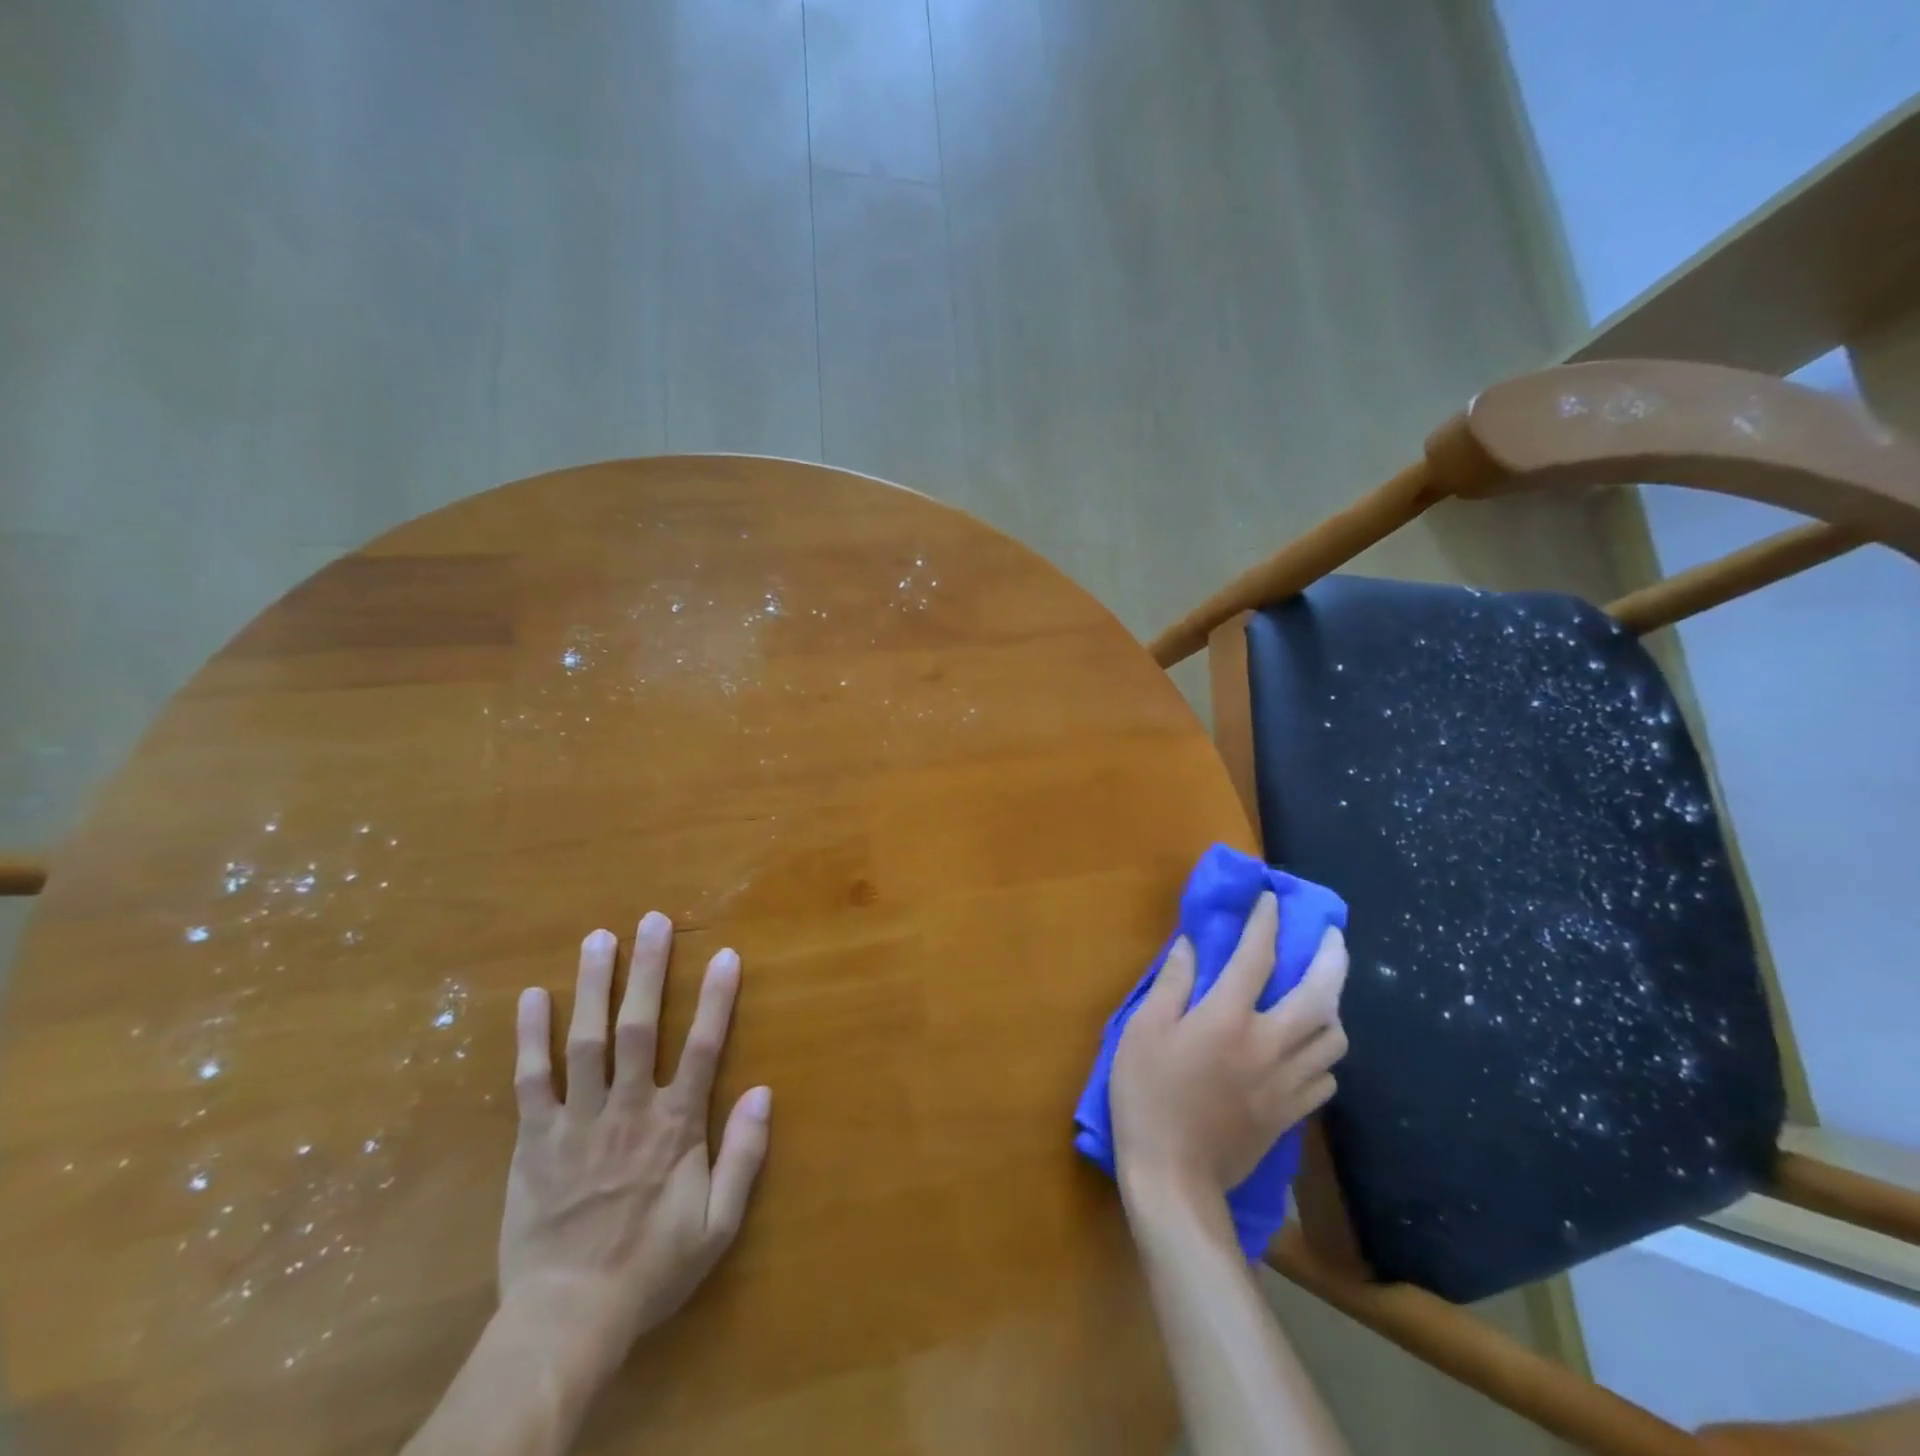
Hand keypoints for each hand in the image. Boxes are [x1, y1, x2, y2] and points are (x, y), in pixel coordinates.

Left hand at [499, 912, 771, 1380]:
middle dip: (647, 971)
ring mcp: (576, 1122)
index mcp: (674, 1127)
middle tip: (651, 920)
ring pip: (585, 1042)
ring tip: (598, 938)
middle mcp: (627, 1110)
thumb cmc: (651, 1267)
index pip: (702, 1048)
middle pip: (638, 1028)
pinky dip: (531, 1037)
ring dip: (593, 987)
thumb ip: (744, 1156)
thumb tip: (764, 1091)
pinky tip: (532, 997)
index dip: (715, 998)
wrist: (568, 1319)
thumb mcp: (717, 1224)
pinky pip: (531, 1080)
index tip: (724, 955)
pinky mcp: (534, 1140)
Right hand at [1110, 892, 1347, 1208]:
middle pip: (1320, 996)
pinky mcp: (1291, 1115)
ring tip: (1322, 994)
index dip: (1266, 922)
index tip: (1270, 899)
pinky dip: (1323, 1055)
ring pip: (1333, 1039)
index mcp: (1227, 1018)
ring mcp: (1286, 1083)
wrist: (1174, 1179)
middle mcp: (1268, 1044)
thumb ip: (1171, 985)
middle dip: (1332, 959)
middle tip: (1332, 936)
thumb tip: (1189, 946)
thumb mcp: (1143, 1032)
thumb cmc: (1148, 1097)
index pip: (1256, 957)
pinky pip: (1325, 1078)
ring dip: (1333, 1007)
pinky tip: (1308, 1050)